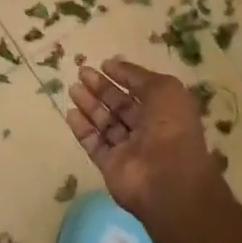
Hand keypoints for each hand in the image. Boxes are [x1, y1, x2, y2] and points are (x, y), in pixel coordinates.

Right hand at [66, 57, 221, 219]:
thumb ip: (138, 76)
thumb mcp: (164, 89)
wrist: (167, 178)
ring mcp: (128, 149)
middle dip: (101, 88)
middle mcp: (147, 129)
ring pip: (105, 123)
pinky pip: (94, 144)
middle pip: (120, 106)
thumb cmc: (171, 128)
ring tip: (73, 88)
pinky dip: (83, 129)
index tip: (104, 65)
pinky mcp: (111, 165)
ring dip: (89, 105)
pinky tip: (70, 112)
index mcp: (164, 111)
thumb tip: (114, 64)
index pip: (141, 90)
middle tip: (81, 72)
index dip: (124, 77)